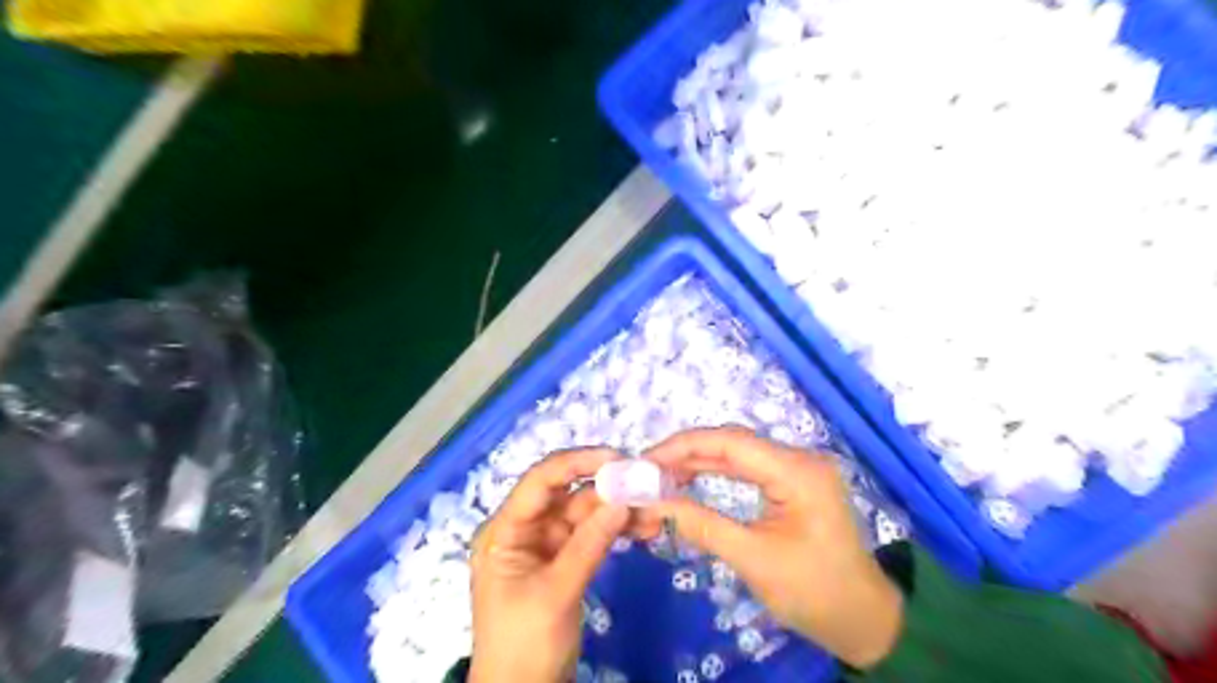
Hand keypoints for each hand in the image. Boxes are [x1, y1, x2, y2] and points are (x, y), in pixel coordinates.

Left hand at [469, 449, 633, 681]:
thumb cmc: (524, 645)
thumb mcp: (555, 594)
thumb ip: (588, 545)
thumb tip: (622, 500)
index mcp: (505, 530)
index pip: (540, 482)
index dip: (576, 463)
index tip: (616, 458)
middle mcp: (525, 529)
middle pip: (568, 495)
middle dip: (607, 488)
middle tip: (646, 484)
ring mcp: (546, 544)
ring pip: (586, 513)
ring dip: (618, 509)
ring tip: (653, 509)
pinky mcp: (565, 559)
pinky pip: (593, 534)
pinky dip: (616, 530)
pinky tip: (643, 527)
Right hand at [646, 426, 902, 667]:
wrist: (863, 620)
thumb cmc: (814, 592)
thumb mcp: (754, 560)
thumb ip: (702, 524)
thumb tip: (654, 503)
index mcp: (797, 471)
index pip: (730, 442)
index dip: (683, 446)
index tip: (646, 460)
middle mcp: (799, 458)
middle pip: (732, 442)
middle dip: (686, 453)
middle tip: (646, 469)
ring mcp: (798, 469)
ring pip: (738, 453)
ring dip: (698, 461)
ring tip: (660, 475)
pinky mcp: (793, 483)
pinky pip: (748, 468)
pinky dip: (717, 472)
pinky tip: (690, 479)